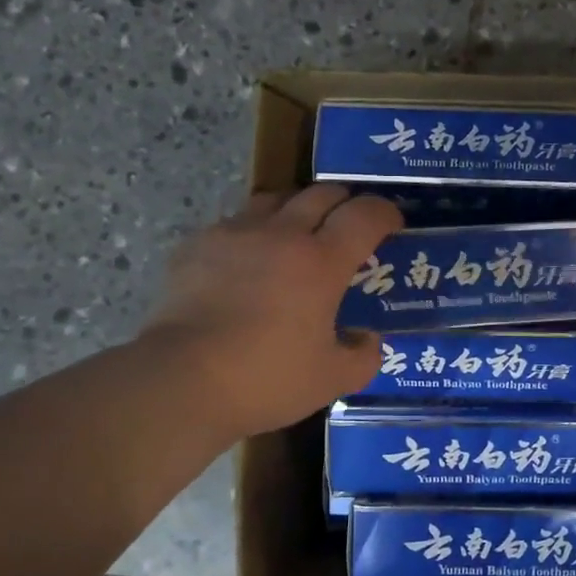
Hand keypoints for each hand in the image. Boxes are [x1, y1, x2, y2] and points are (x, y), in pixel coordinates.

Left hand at [140, 186, 402, 440]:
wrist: (182, 380)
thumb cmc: (267, 379)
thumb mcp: (333, 380)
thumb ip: (363, 356)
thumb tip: (367, 338)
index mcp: (321, 262)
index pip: (365, 216)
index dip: (385, 213)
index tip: (393, 224)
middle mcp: (281, 234)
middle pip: (321, 194)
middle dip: (345, 202)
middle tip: (350, 224)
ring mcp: (234, 234)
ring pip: (275, 199)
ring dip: (297, 208)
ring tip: (298, 232)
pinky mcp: (197, 246)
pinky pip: (235, 223)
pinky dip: (253, 232)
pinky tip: (249, 261)